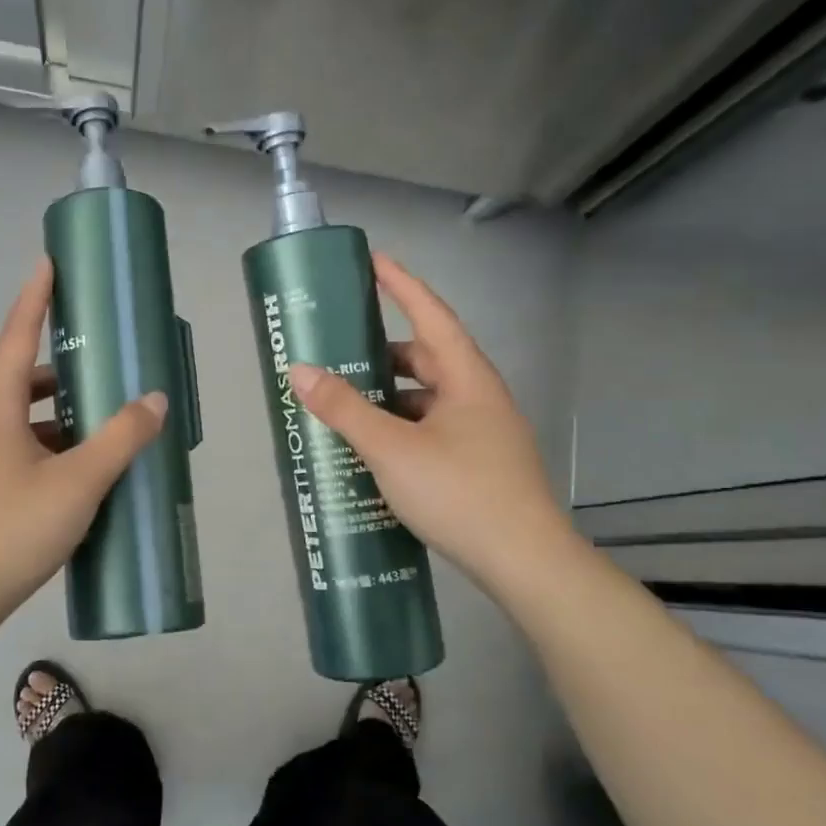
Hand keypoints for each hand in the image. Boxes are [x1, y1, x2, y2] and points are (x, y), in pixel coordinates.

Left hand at [0, 258, 167, 629]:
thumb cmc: (10, 530)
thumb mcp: (77, 483)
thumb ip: (120, 439)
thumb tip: (154, 400)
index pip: (15, 338)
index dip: (34, 298)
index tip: (48, 262)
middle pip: (20, 380)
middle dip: (60, 367)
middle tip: (102, 361)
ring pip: (24, 421)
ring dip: (60, 414)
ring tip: (104, 421)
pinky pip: (22, 452)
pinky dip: (53, 448)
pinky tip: (84, 472)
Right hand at [286, 253, 580, 599]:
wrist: (525, 563)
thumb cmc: (460, 492)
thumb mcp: (392, 448)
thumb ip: (345, 408)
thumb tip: (300, 370)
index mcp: (467, 379)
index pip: (432, 315)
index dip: (402, 285)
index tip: (375, 261)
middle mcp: (479, 398)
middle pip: (428, 358)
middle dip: (385, 351)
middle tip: (341, 349)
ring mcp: (482, 433)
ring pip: (428, 399)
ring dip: (390, 395)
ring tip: (346, 402)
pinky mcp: (478, 464)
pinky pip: (432, 429)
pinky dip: (401, 428)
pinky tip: (373, 448)